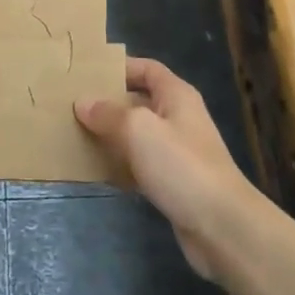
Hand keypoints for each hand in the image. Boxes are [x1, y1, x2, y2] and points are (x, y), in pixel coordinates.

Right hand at [76, 57, 259, 279]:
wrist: (221, 226)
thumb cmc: (181, 165)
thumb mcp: (139, 130)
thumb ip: (108, 114)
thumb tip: (83, 102)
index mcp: (176, 96)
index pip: (146, 69)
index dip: (119, 68)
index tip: (87, 74)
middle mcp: (178, 118)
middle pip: (139, 102)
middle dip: (108, 104)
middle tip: (73, 106)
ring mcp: (177, 152)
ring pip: (137, 136)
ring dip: (111, 136)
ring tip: (76, 135)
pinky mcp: (173, 182)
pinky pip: (140, 165)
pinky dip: (120, 166)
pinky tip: (96, 171)